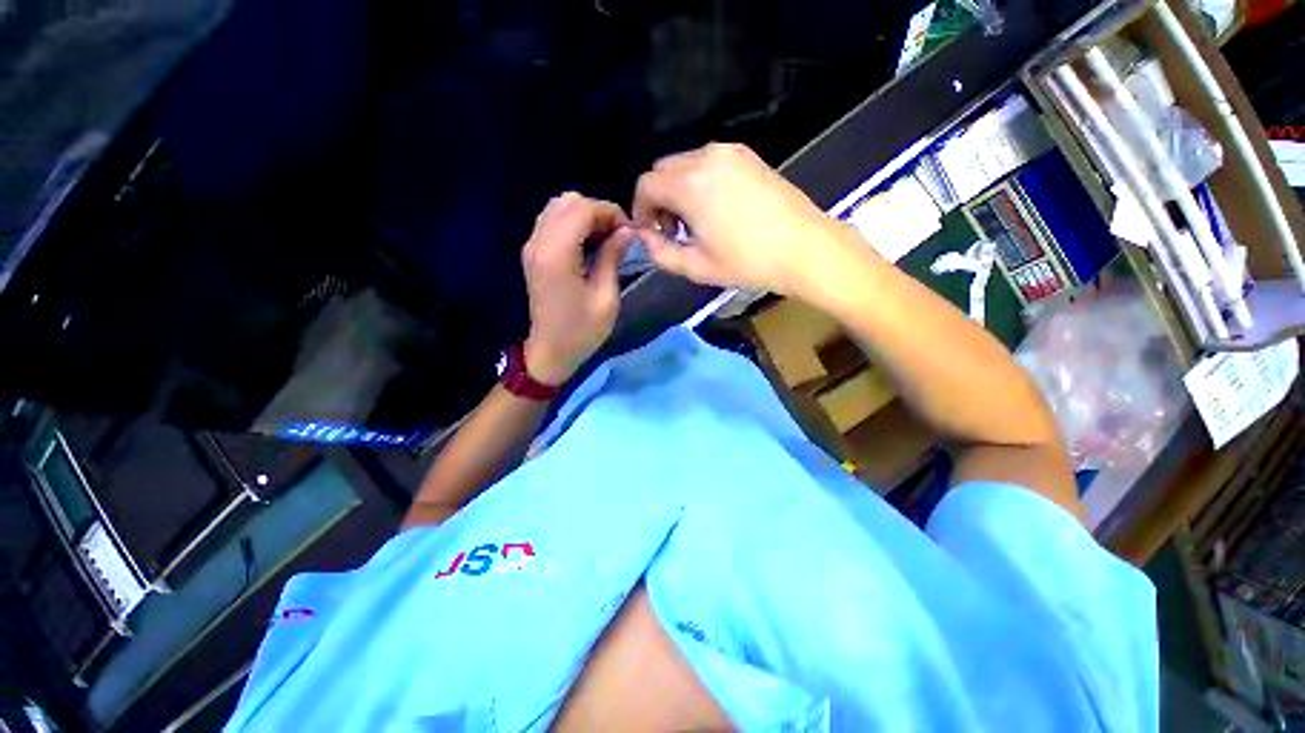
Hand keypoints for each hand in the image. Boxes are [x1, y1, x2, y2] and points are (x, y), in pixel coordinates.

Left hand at [522, 192, 630, 385]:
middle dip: (598, 211)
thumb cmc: (582, 331)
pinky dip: (573, 224)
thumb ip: (612, 257)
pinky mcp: (532, 253)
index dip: (609, 212)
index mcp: (557, 254)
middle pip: (568, 201)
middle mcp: (539, 242)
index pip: (582, 209)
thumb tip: (625, 231)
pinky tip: (587, 244)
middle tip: (617, 236)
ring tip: (604, 239)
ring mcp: (532, 246)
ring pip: (558, 207)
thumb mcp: (606, 298)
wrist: (551, 351)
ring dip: (585, 216)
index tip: (628, 232)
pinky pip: (552, 221)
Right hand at [631, 143, 868, 299]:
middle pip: (663, 170)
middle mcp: (705, 157)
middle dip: (659, 199)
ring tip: (696, 222)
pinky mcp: (748, 156)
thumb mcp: (696, 267)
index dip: (640, 210)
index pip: (646, 185)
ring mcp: (730, 152)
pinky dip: (700, 181)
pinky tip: (716, 208)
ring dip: (679, 190)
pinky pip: (709, 162)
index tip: (651, 233)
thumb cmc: (748, 262)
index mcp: (689, 184)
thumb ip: (660, 252)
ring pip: (685, 163)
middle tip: (673, 230)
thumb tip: (644, 238)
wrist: (804, 248)